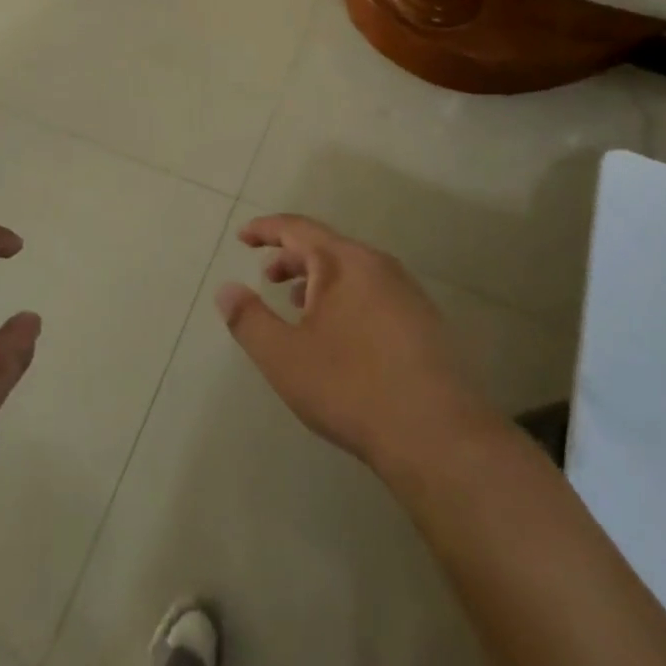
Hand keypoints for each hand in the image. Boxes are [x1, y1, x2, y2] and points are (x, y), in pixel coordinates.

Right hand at [217, 214, 497, 475]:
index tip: (243, 238)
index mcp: (343, 262)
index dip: (265, 229)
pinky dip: (345, 297)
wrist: (440, 437)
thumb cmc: (352, 387)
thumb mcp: (284, 357)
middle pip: (327, 246)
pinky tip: (340, 334)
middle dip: (291, 257)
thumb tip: (226, 289)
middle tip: (267, 277)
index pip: (297, 228)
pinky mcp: (426, 323)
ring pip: (352, 271)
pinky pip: (373, 292)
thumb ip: (249, 319)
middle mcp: (378, 265)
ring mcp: (408, 293)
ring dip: (319, 280)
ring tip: (298, 305)